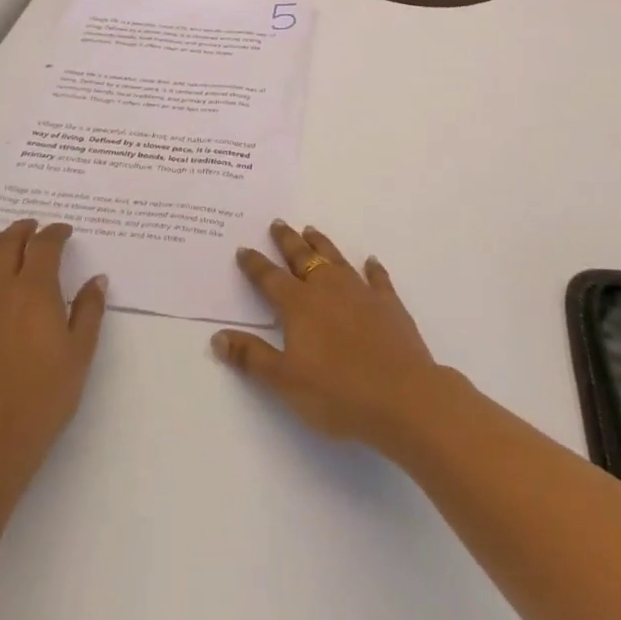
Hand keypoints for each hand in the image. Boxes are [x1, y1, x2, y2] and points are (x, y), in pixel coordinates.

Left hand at [0, 219, 107, 498]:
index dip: (55, 233)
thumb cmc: (43, 401)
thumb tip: (96, 279)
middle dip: (21, 231)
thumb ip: (89, 311)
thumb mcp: (80, 355)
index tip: (64, 232)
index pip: (44, 246)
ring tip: (2, 243)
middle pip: (6, 245)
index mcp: (34, 292)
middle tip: (32, 227)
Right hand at [212, 219, 446, 451]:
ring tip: (311, 231)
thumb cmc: (338, 393)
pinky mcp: (389, 303)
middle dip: (287, 240)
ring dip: (321, 244)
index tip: (244, 249)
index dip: (254, 264)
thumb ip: (252, 357)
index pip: (270, 278)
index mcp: (299, 305)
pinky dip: (372, 268)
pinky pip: (377, 278)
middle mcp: (327, 288)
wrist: (402, 396)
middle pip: (302, 257)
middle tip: (278, 223)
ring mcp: (360, 292)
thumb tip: (217, 337)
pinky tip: (370, 262)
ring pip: (335, 258)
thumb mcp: (285, 381)